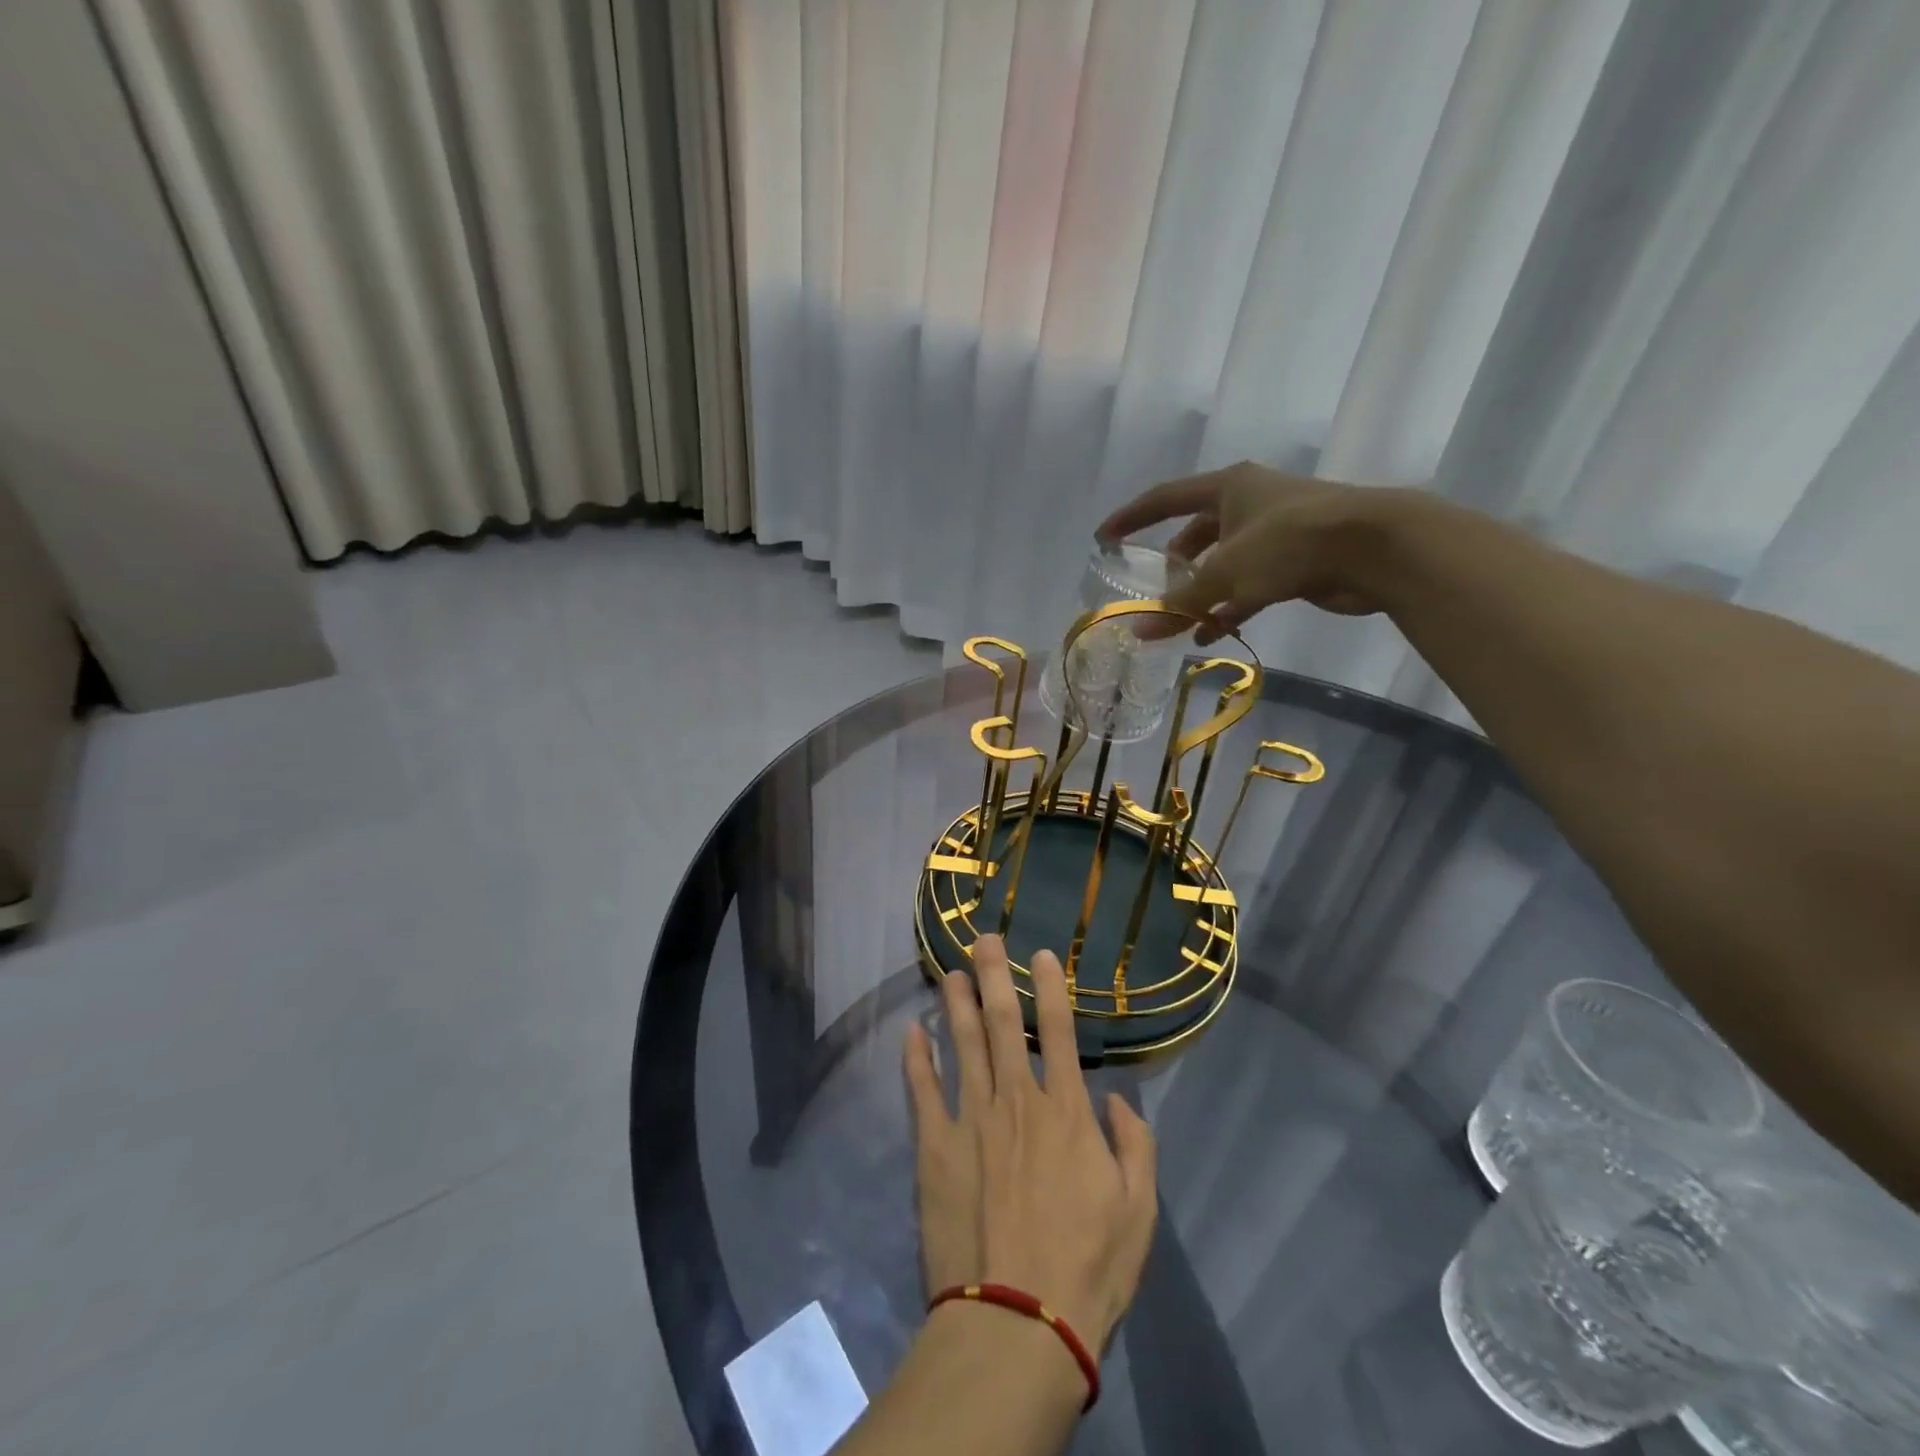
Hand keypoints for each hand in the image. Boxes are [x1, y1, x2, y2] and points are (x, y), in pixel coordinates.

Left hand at [904, 935, 1157, 1353]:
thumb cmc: (1088, 1268)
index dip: (1051, 989)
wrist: (1020, 1323)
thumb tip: (1116, 1100)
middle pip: (1004, 1024)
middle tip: (983, 940)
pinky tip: (912, 1031)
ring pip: (963, 1045)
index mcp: (1066, 1113)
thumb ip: (1136, 1146)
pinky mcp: (935, 1148)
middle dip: (995, 976)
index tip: (1041, 955)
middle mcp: (1017, 1101)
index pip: (1060, 1033)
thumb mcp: (1140, 1211)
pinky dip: (916, 1058)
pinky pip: (923, 1092)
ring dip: (957, 1003)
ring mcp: (971, 1121)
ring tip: (950, 971)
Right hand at [1096, 462, 1404, 642]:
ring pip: (1224, 563)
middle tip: (1155, 590)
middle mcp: (1249, 502)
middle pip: (1197, 533)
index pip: (1165, 498)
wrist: (1375, 547)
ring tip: (1180, 622)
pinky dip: (1230, 606)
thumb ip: (1181, 604)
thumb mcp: (1227, 573)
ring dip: (1202, 592)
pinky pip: (1250, 584)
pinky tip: (1213, 633)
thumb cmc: (1290, 543)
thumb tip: (1139, 631)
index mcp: (1228, 488)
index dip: (1131, 518)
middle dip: (1175, 565)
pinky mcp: (1297, 558)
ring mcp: (1275, 530)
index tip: (1104, 537)